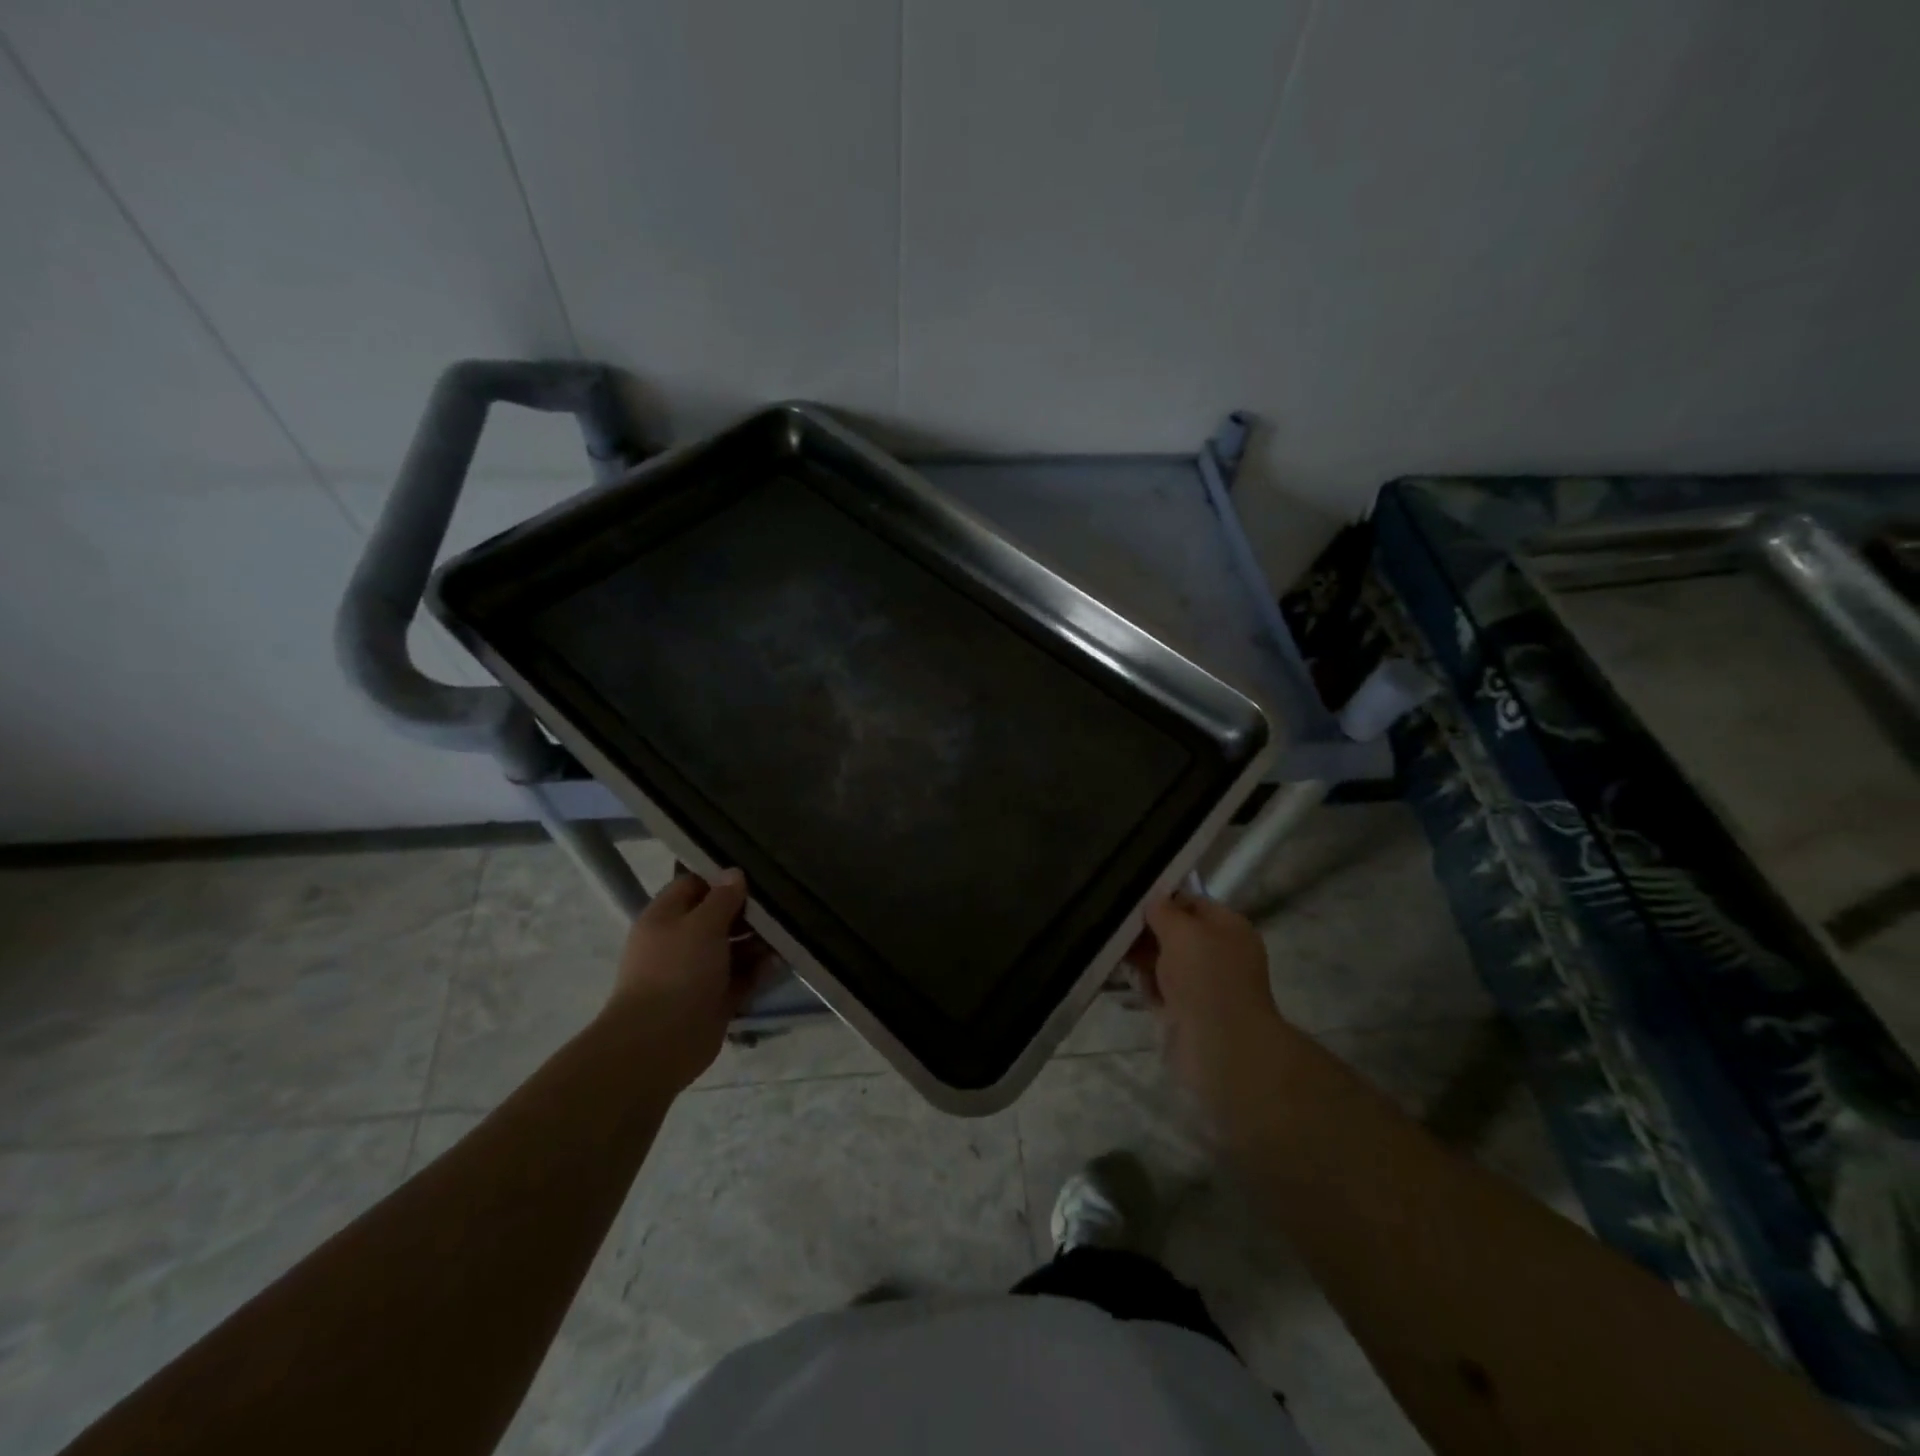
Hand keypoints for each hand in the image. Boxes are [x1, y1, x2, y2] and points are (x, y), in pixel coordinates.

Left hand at [601, 869, 776, 1089]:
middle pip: (717, 917)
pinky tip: (781, 961)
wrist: (659, 1043)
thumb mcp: (702, 925)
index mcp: (666, 917)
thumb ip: (722, 898)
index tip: (755, 873)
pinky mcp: (714, 999)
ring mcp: (697, 972)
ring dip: (758, 941)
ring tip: (788, 932)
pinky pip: (741, 977)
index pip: (694, 885)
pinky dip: (759, 970)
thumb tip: (735, 873)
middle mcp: (680, 941)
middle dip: (747, 911)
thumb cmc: (677, 971)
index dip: (722, 878)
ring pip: (732, 948)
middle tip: (781, 902)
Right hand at [1130, 890, 1283, 1103]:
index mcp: (1229, 927)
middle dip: (1146, 929)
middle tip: (1112, 922)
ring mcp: (1202, 984)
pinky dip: (1143, 983)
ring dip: (1140, 956)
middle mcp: (1219, 952)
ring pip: (1163, 960)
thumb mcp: (1182, 930)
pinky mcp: (1185, 1010)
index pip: (1191, 902)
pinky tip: (1120, 974)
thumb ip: (1163, 910)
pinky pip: (1158, 987)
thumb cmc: (1205, 976)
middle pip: (1175, 932)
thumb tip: (1152, 901)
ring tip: (1111, 947)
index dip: (1162, 899)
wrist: (1219, 1045)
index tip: (1129, 897)